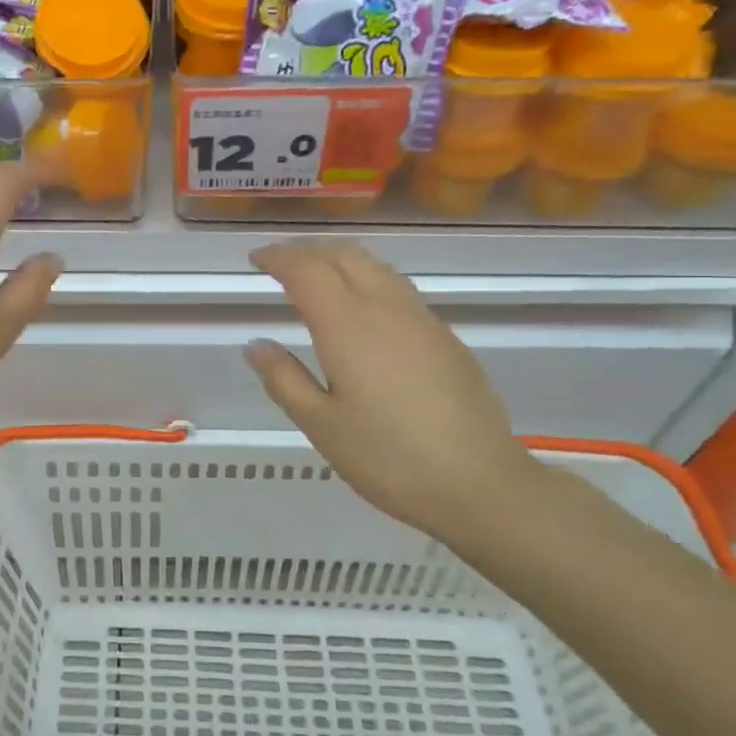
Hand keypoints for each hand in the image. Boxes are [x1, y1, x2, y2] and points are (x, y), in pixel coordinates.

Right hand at [244, 242, 541, 539]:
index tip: (256, 259)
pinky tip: (362, 308)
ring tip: (317, 276)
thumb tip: (257, 345)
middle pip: (344, 256)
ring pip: (375, 266)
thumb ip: (284, 379)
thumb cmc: (388, 457)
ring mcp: (421, 319)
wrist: (479, 483)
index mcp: (347, 325)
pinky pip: (397, 288)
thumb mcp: (321, 425)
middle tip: (281, 263)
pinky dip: (367, 279)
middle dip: (308, 251)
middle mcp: (385, 307)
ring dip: (340, 260)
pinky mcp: (445, 337)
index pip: (307, 270)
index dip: (279, 258)